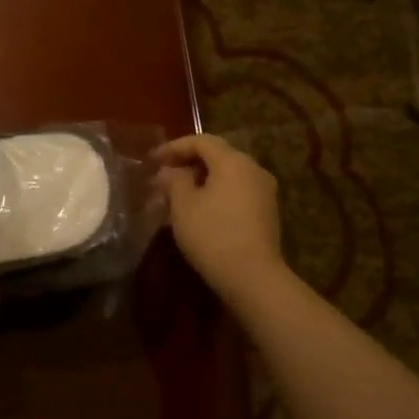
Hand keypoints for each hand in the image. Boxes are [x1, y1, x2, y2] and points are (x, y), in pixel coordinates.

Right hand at [156, 134, 285, 301]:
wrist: (252, 277)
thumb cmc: (212, 234)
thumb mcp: (183, 205)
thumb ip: (174, 180)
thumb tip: (171, 172)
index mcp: (233, 161)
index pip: (201, 141)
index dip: (174, 147)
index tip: (152, 160)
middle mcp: (253, 169)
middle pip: (217, 156)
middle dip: (188, 163)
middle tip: (164, 176)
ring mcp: (264, 192)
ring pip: (227, 175)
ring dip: (201, 180)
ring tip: (177, 195)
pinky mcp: (266, 213)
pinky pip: (236, 192)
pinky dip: (216, 194)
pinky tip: (198, 211)